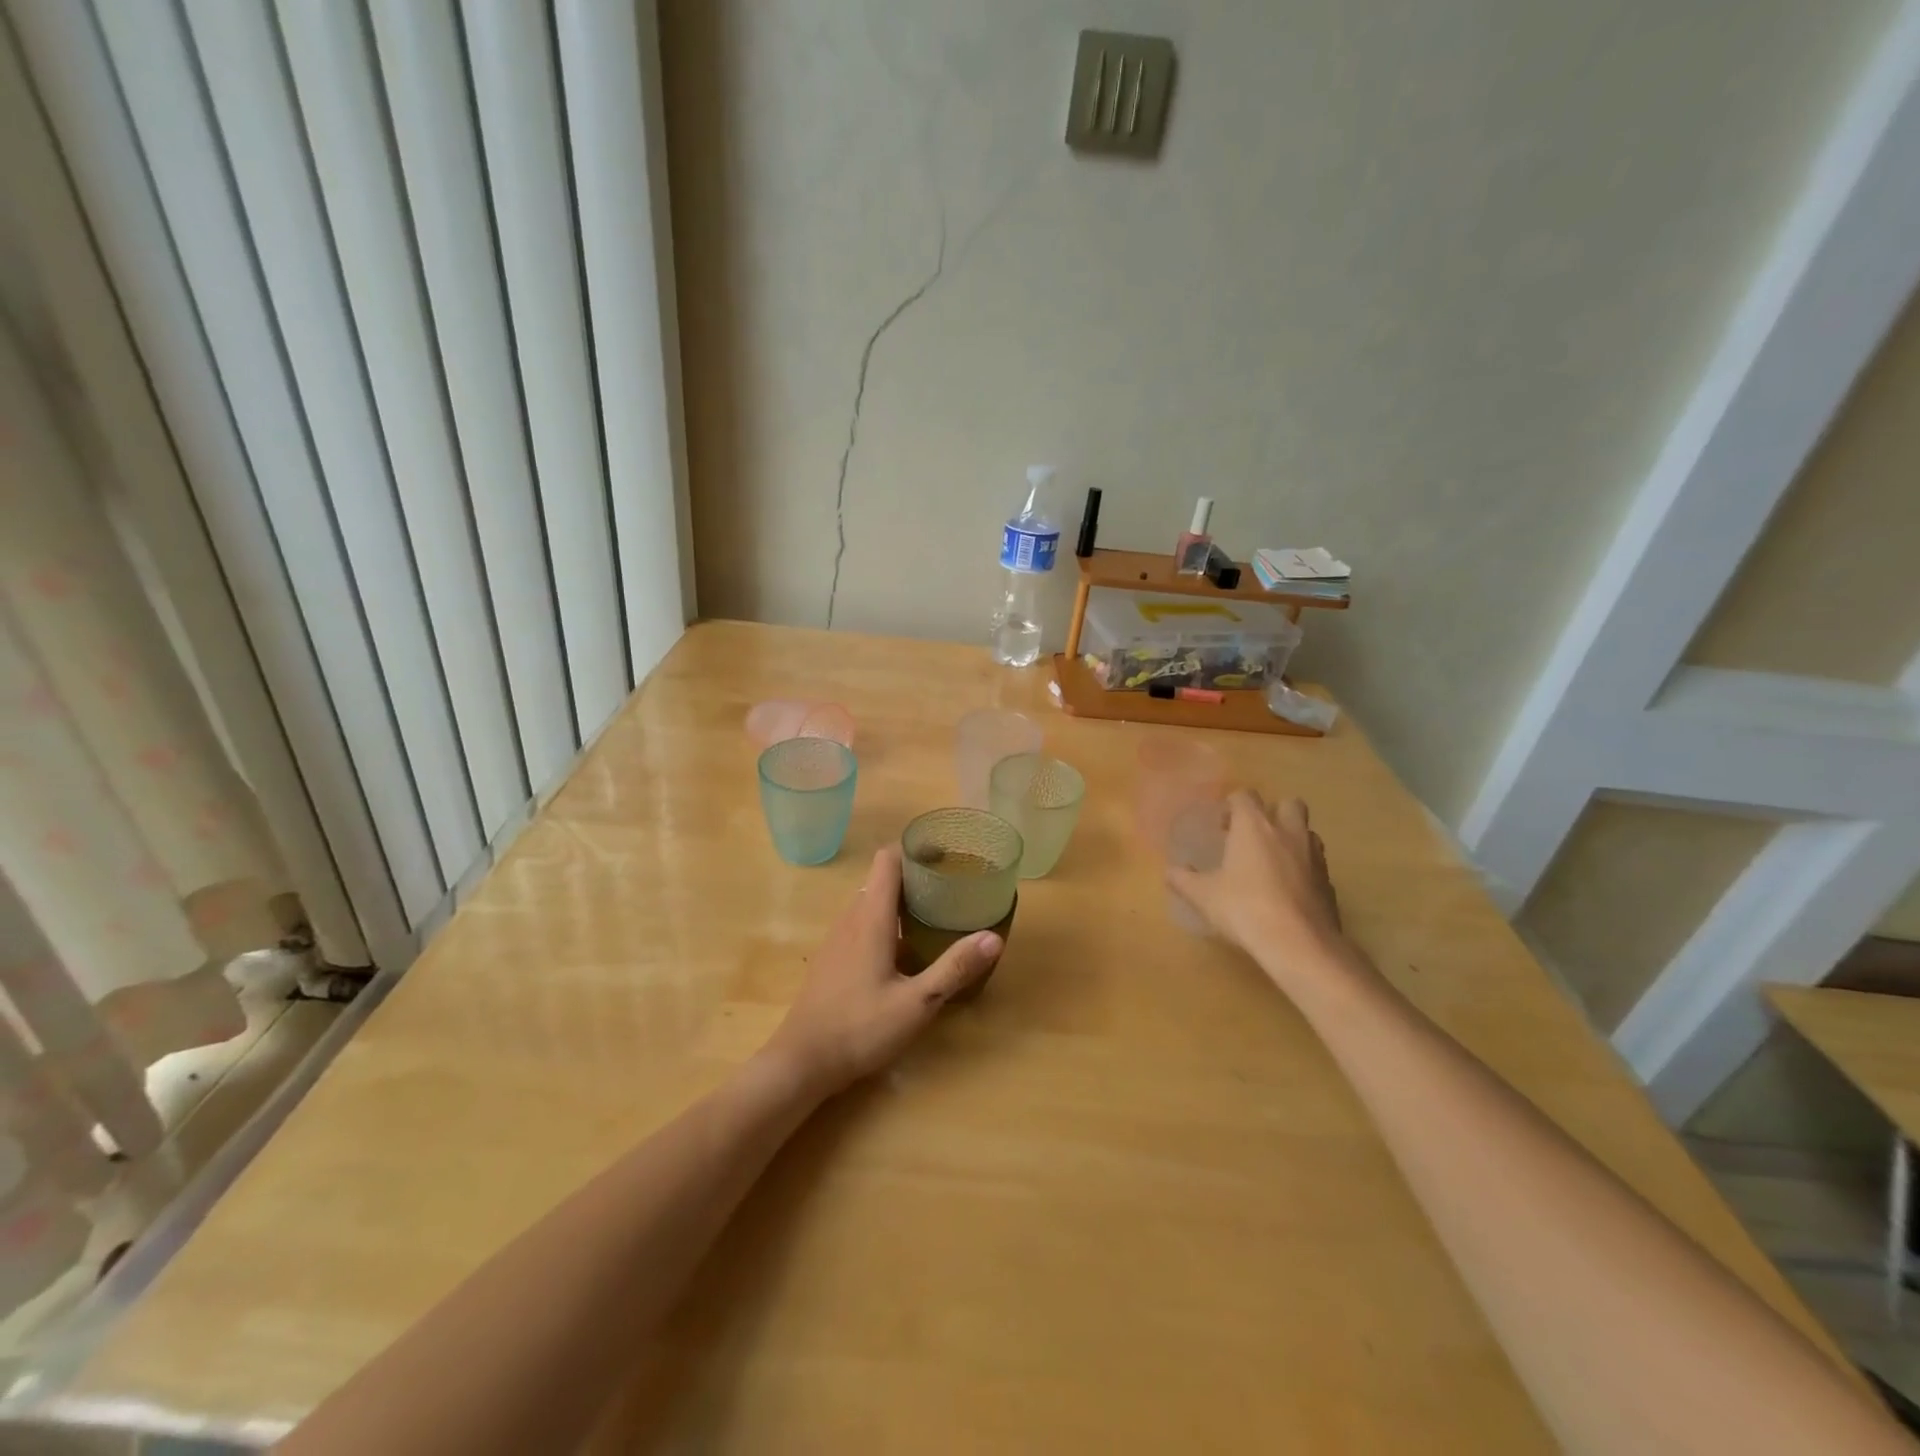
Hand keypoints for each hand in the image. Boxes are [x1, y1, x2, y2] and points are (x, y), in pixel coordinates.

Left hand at [763, 845, 1001, 1095]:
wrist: (800, 1062)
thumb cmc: (859, 1029)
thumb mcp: (916, 1004)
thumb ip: (954, 969)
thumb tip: (993, 937)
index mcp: (871, 919)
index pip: (888, 860)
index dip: (914, 850)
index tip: (945, 857)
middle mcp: (851, 919)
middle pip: (882, 879)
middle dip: (915, 877)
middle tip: (951, 889)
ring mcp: (837, 939)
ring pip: (871, 902)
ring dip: (900, 901)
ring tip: (934, 915)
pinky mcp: (832, 958)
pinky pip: (861, 924)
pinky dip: (885, 922)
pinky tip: (904, 951)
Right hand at [1167, 792, 1347, 989]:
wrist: (1298, 943)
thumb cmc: (1244, 908)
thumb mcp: (1203, 896)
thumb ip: (1183, 879)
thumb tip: (1170, 871)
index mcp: (1254, 827)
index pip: (1245, 796)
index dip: (1232, 805)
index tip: (1222, 824)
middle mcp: (1288, 832)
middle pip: (1288, 804)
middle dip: (1273, 812)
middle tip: (1254, 835)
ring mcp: (1314, 857)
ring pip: (1307, 832)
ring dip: (1292, 838)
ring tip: (1272, 861)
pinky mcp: (1329, 882)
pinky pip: (1316, 864)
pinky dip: (1303, 869)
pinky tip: (1288, 890)